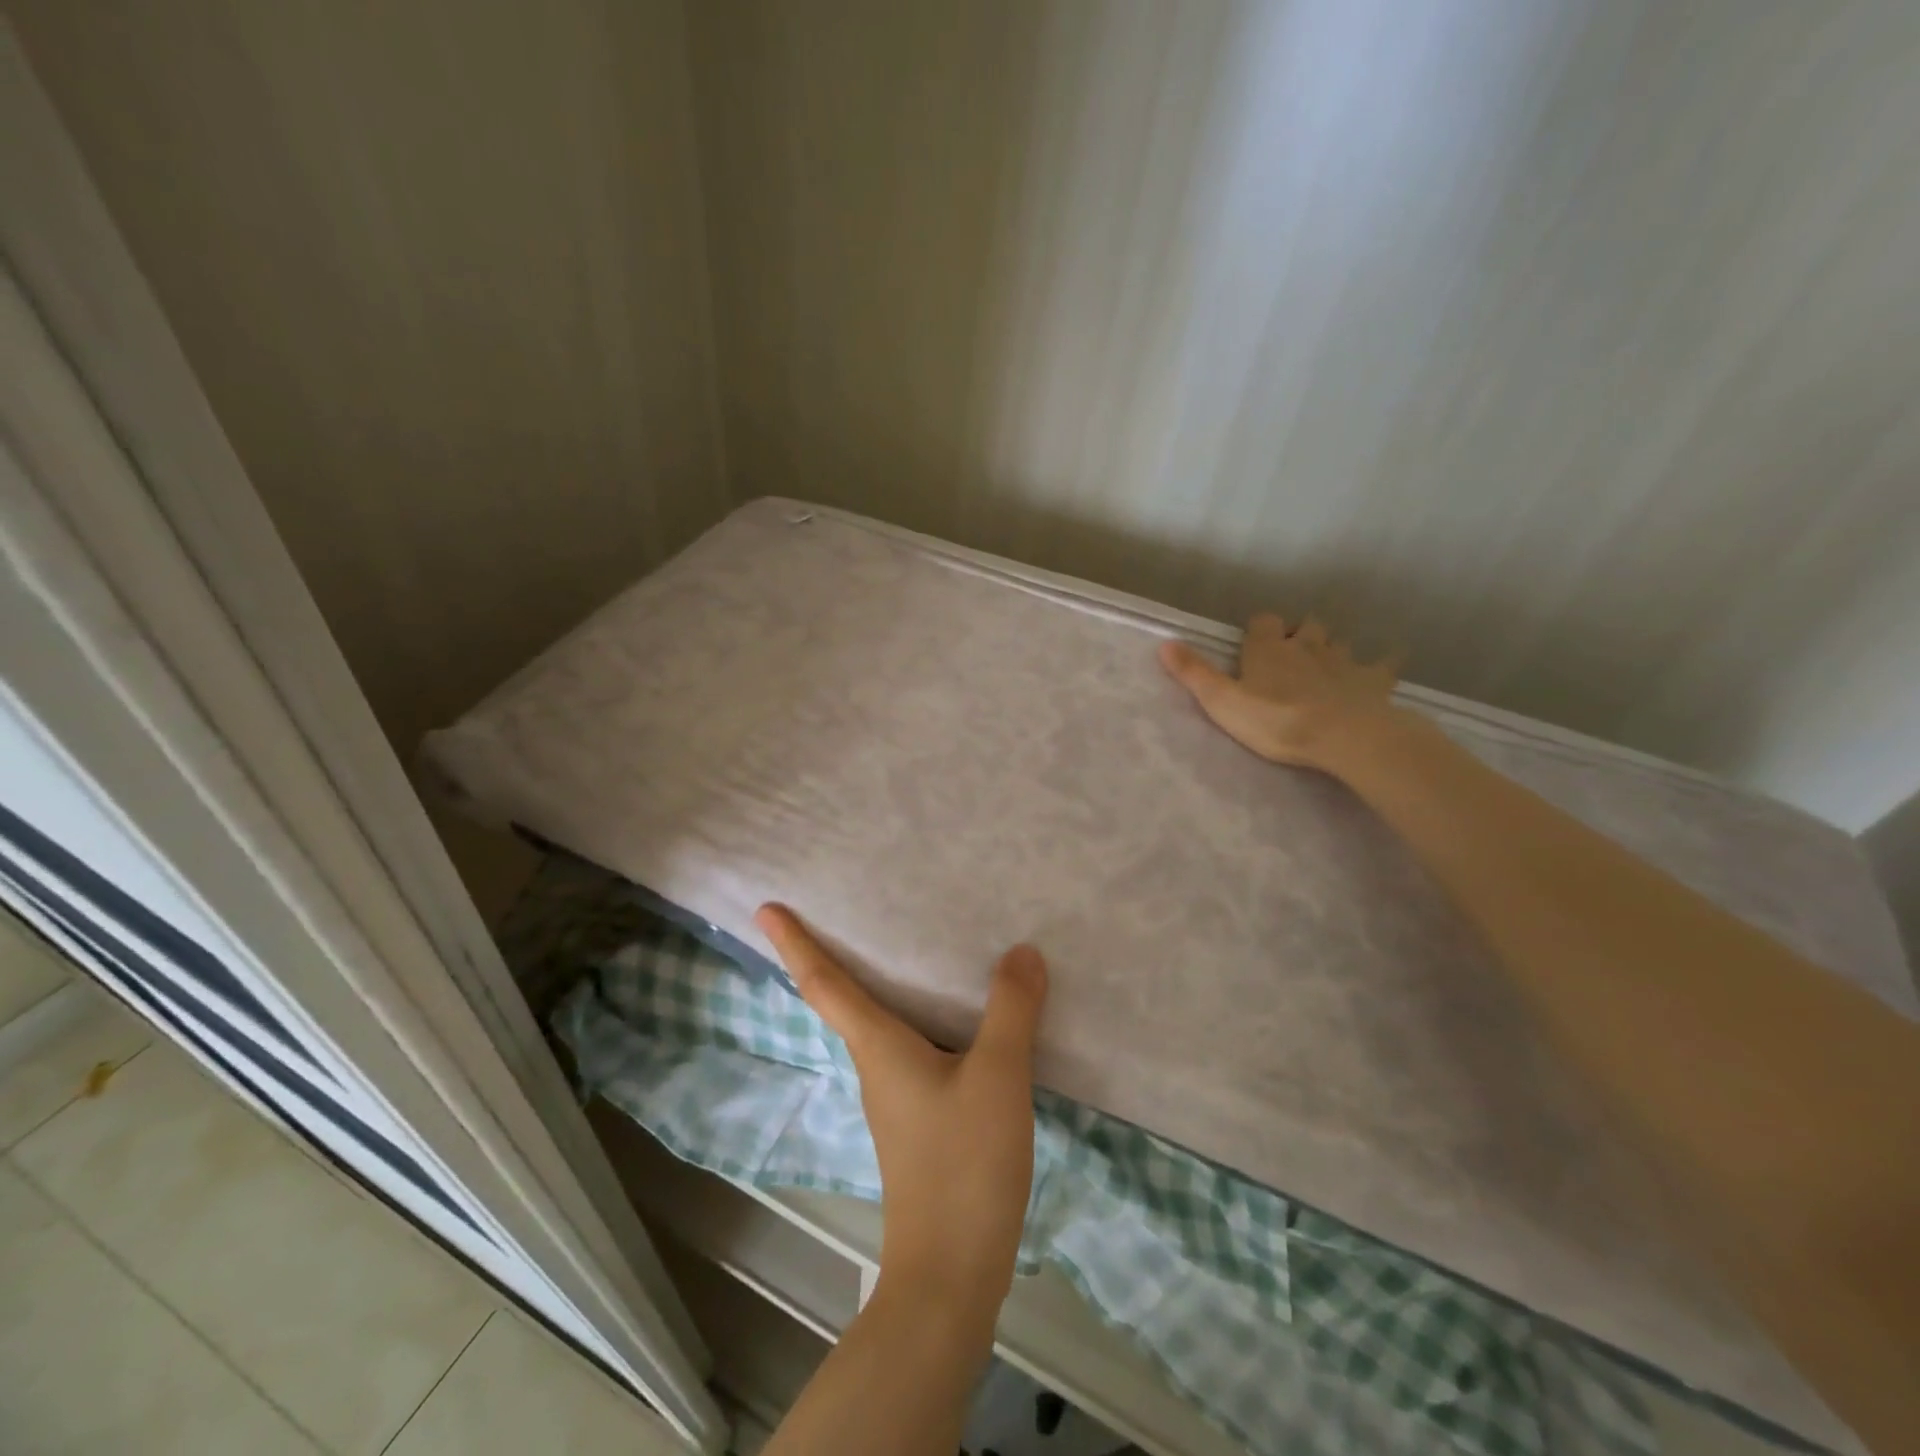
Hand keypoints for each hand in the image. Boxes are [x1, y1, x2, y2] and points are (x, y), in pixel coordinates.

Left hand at [754, 904, 1047, 1318]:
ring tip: (912, 947)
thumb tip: (1021, 951)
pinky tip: (959, 1016)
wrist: (952, 1273)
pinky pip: (913, 1048)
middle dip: (832, 953)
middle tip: (840, 907)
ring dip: (881, 984)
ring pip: (881, 1024)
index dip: (794, 943)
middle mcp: (877, 1065)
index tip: (765, 909)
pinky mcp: (920, 1121)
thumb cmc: (963, 1165)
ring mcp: (897, 1097)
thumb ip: (1010, 1010)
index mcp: (878, 1046)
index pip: (824, 983)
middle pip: (845, 998)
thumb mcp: (997, 1077)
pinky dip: (922, 1017)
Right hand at [1158, 612, 1401, 771]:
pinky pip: (1383, 665)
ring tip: (1326, 665)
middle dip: (1299, 633)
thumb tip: (1164, 643)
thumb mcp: (1222, 701)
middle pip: (1306, 625)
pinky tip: (1384, 668)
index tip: (1255, 646)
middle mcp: (1307, 645)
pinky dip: (1381, 665)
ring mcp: (1344, 661)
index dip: (1259, 630)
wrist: (1343, 735)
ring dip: (1332, 649)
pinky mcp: (1373, 681)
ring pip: (1338, 642)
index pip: (1264, 621)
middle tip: (1292, 653)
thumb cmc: (1276, 719)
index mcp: (1269, 649)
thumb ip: (1194, 673)